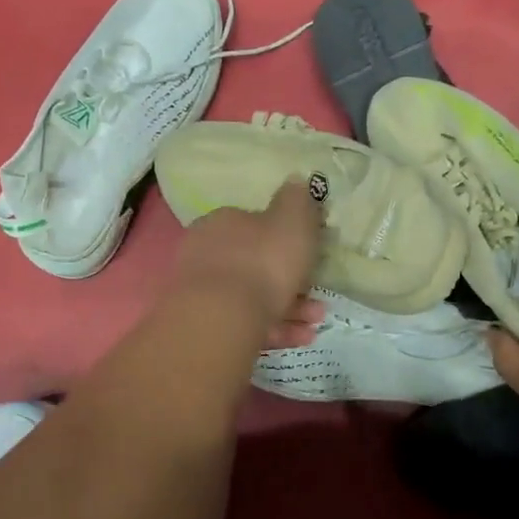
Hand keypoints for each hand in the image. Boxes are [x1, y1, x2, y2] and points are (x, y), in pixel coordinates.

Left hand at [172, 179, 325, 348]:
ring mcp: (202, 292)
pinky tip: (300, 337)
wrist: (222, 318)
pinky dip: (274, 329)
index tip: (308, 256)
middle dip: (289, 281)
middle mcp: (206, 253)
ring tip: (314, 322)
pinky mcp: (205, 325)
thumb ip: (296, 201)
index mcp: (223, 222)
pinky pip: (246, 323)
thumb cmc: (263, 262)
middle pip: (254, 265)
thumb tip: (295, 181)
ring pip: (252, 298)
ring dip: (288, 308)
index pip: (253, 224)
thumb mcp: (292, 222)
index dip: (284, 240)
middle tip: (317, 298)